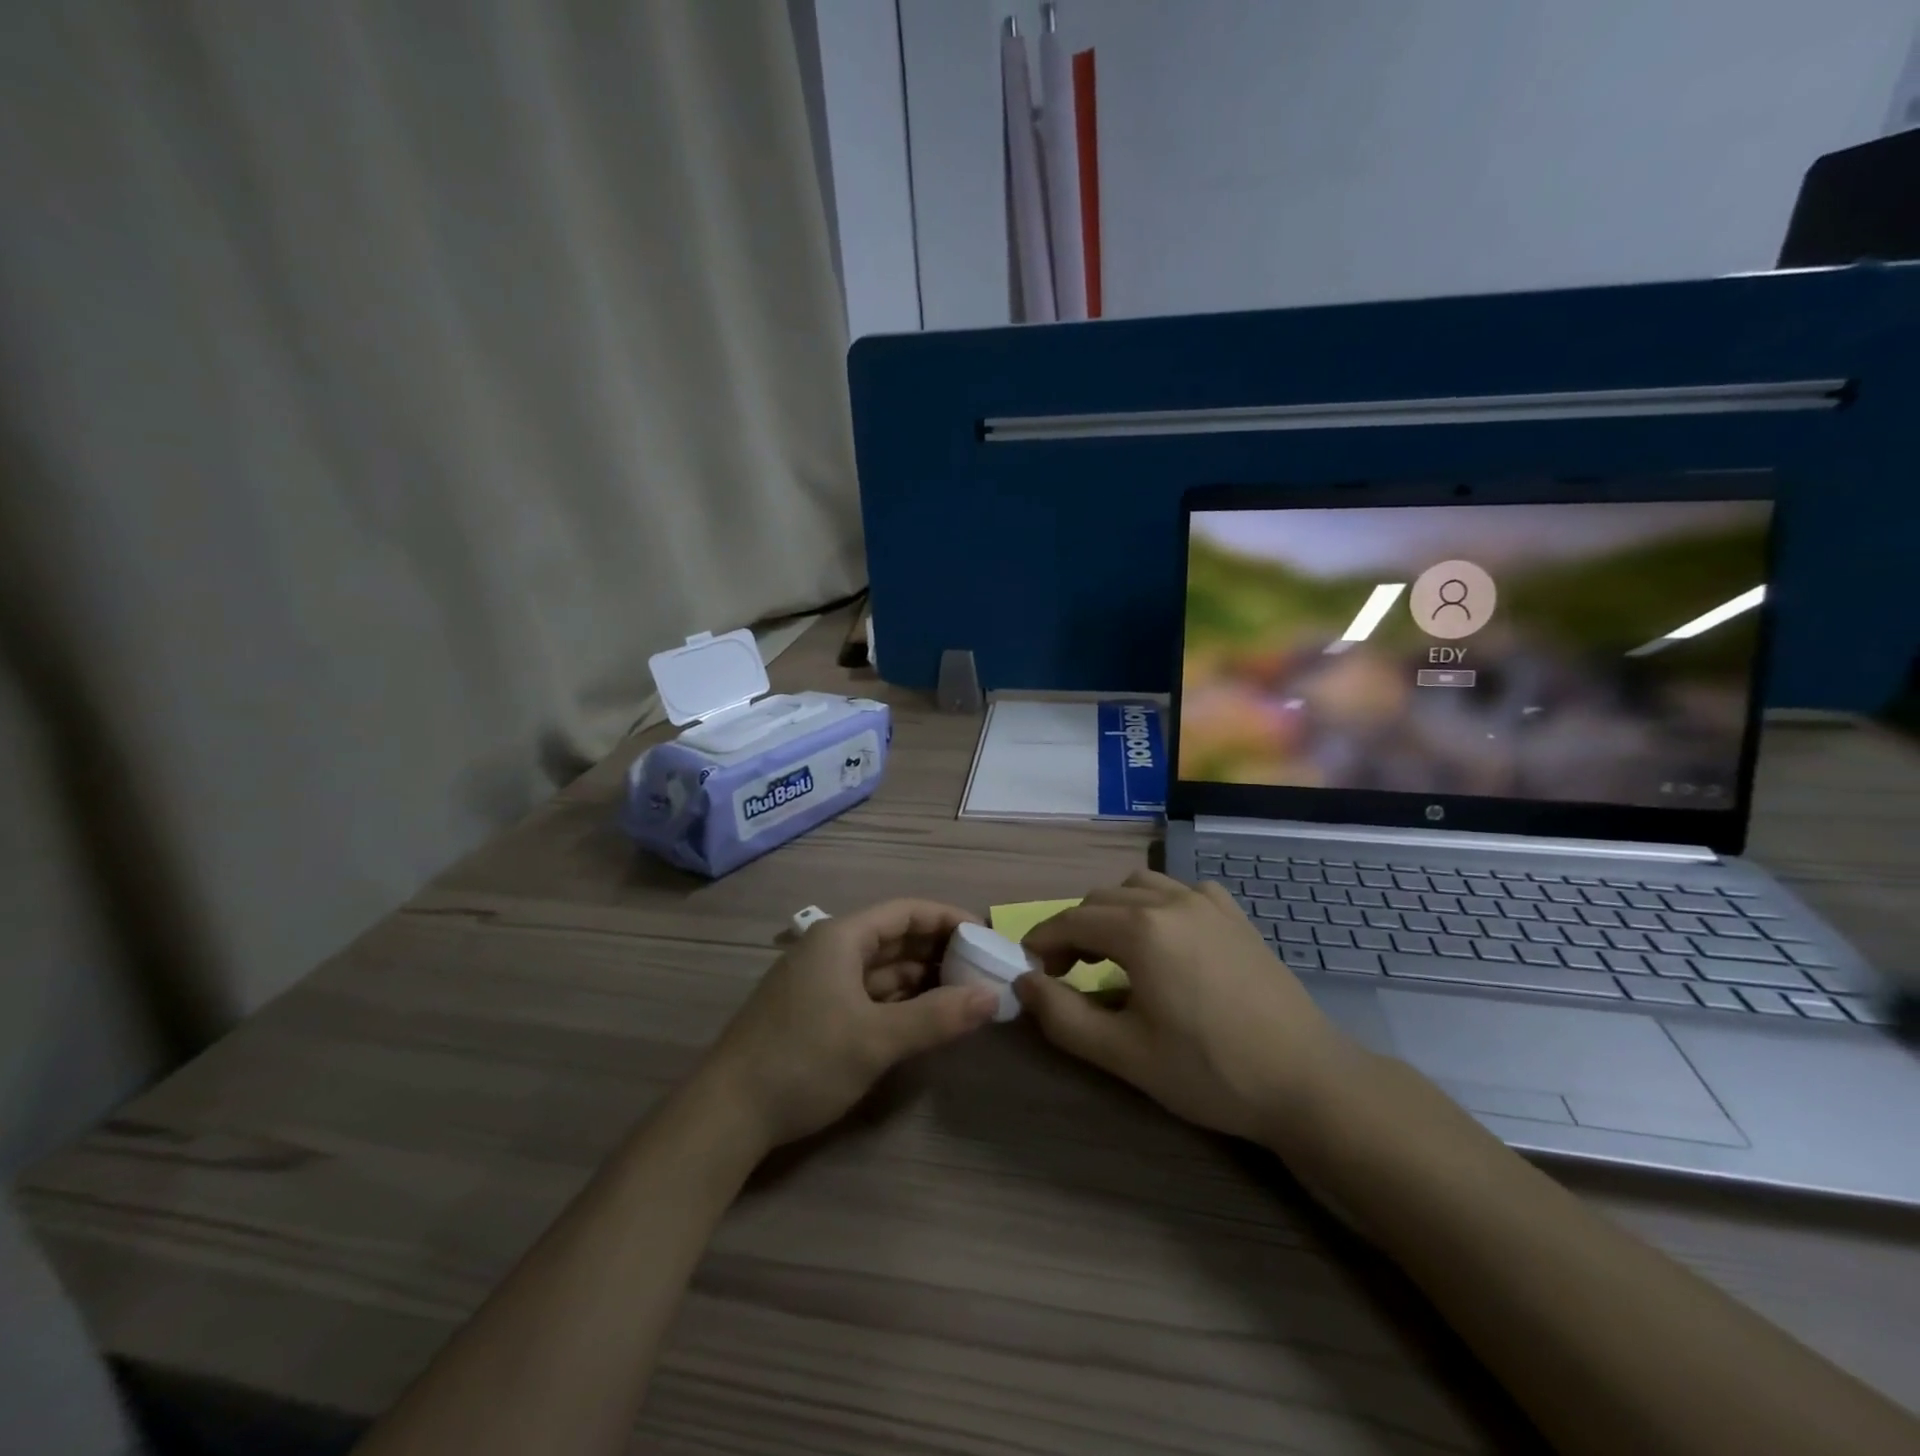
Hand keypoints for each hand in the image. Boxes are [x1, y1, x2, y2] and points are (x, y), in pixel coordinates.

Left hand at [694, 900, 998, 1153]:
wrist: (727, 1114)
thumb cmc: (804, 1060)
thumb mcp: (877, 1039)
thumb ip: (937, 1016)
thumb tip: (993, 996)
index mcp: (841, 937)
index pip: (907, 911)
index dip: (948, 919)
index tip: (986, 937)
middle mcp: (831, 949)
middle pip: (895, 937)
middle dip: (939, 949)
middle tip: (983, 968)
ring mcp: (820, 982)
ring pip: (882, 968)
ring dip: (921, 977)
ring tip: (964, 993)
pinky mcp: (815, 1012)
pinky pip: (868, 993)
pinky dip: (899, 1000)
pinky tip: (925, 1016)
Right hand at [1015, 870, 1364, 1144]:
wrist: (1306, 1081)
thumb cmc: (1210, 1071)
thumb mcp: (1125, 1054)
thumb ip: (1063, 1016)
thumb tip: (1023, 984)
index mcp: (1141, 929)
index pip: (1070, 921)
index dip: (1041, 943)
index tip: (1030, 974)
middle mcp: (1170, 901)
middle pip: (1100, 900)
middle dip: (1072, 930)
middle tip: (1065, 974)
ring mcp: (1207, 902)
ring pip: (1138, 887)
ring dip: (1112, 913)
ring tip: (1111, 954)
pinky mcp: (1234, 915)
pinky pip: (1179, 891)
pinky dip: (1155, 905)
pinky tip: (1164, 940)